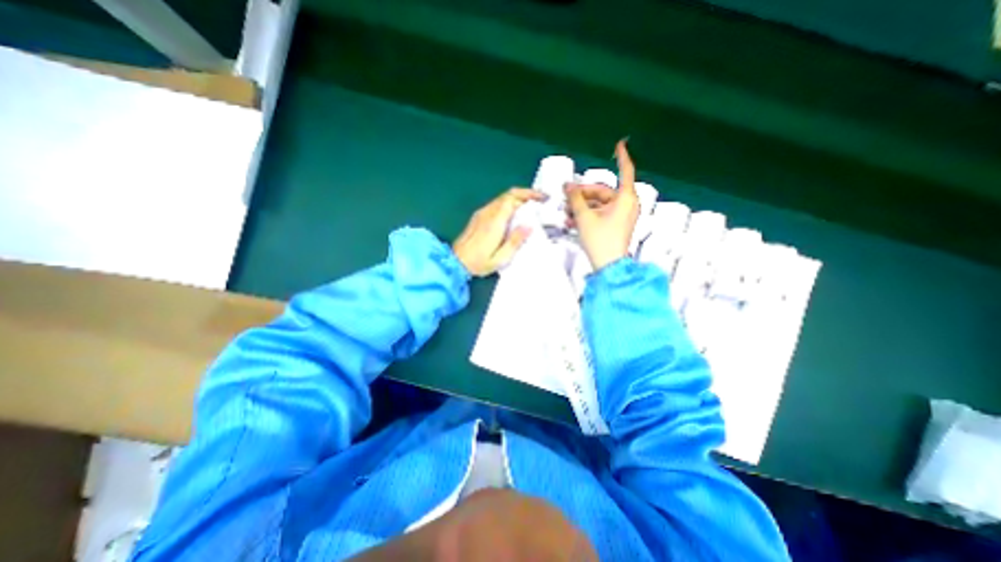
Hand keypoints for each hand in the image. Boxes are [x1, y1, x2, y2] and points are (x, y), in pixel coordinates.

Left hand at [455, 189, 546, 275]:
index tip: (542, 198)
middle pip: (508, 195)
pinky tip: (515, 214)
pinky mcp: (478, 217)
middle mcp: (488, 213)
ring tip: (531, 206)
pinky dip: (509, 204)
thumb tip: (529, 226)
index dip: (528, 195)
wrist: (455, 262)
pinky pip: (496, 205)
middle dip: (526, 194)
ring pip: (502, 199)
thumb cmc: (479, 263)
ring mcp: (482, 214)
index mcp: (495, 222)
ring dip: (518, 199)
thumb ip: (515, 241)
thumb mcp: (500, 258)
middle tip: (541, 200)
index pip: (512, 199)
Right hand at [562, 141, 641, 271]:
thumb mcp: (584, 217)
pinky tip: (573, 220)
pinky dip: (588, 215)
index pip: (625, 171)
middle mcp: (627, 205)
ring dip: (583, 206)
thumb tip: (567, 185)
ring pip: (600, 204)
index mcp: (625, 198)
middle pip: (604, 191)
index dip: (622, 157)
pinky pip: (601, 214)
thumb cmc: (599, 239)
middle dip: (584, 193)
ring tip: (566, 211)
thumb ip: (575, 198)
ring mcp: (622, 216)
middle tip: (566, 196)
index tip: (619, 144)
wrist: (608, 266)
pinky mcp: (617, 225)